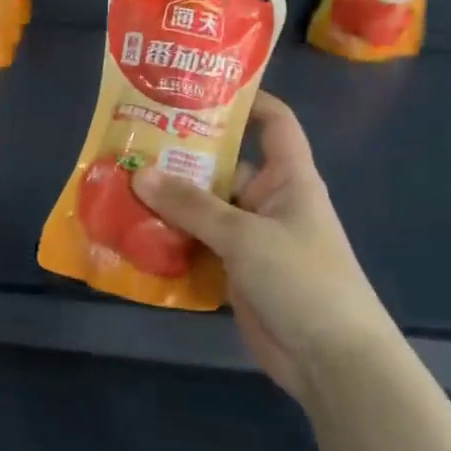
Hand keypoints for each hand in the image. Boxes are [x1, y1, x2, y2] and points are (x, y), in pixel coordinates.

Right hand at [131, 92, 397, 398]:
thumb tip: (140, 173)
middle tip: (131, 142)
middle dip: (180, 155)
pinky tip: (131, 233)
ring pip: (203, 208)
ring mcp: (250, 238)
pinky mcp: (233, 271)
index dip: (245, 100)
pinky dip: (169, 240)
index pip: (274, 122)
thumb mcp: (245, 236)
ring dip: (167, 202)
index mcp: (288, 178)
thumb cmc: (302, 280)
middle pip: (223, 165)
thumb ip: (192, 205)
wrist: (331, 361)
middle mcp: (268, 201)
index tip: (196, 89)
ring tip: (119, 184)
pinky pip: (196, 245)